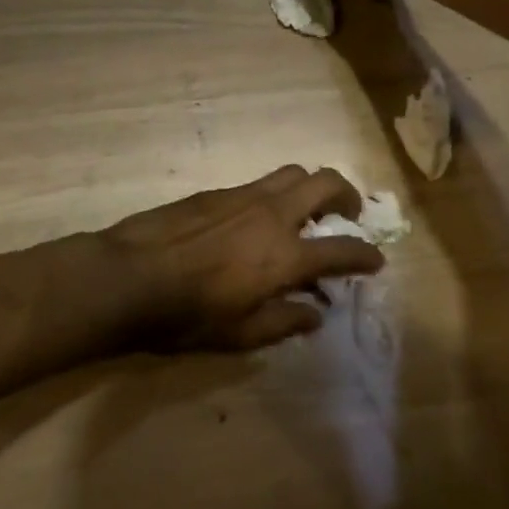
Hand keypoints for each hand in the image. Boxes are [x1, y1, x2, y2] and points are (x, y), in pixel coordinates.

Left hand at [102, 166, 383, 350]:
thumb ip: (284, 321)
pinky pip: (260, 183)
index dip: (365, 254)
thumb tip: (315, 313)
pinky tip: (259, 220)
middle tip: (347, 214)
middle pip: (325, 182)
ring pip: (292, 173)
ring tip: (306, 211)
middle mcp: (273, 214)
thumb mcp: (240, 335)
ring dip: (311, 187)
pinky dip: (275, 196)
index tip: (376, 259)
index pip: (342, 249)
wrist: (132, 275)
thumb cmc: (188, 316)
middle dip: (347, 194)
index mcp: (285, 255)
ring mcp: (245, 196)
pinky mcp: (219, 191)